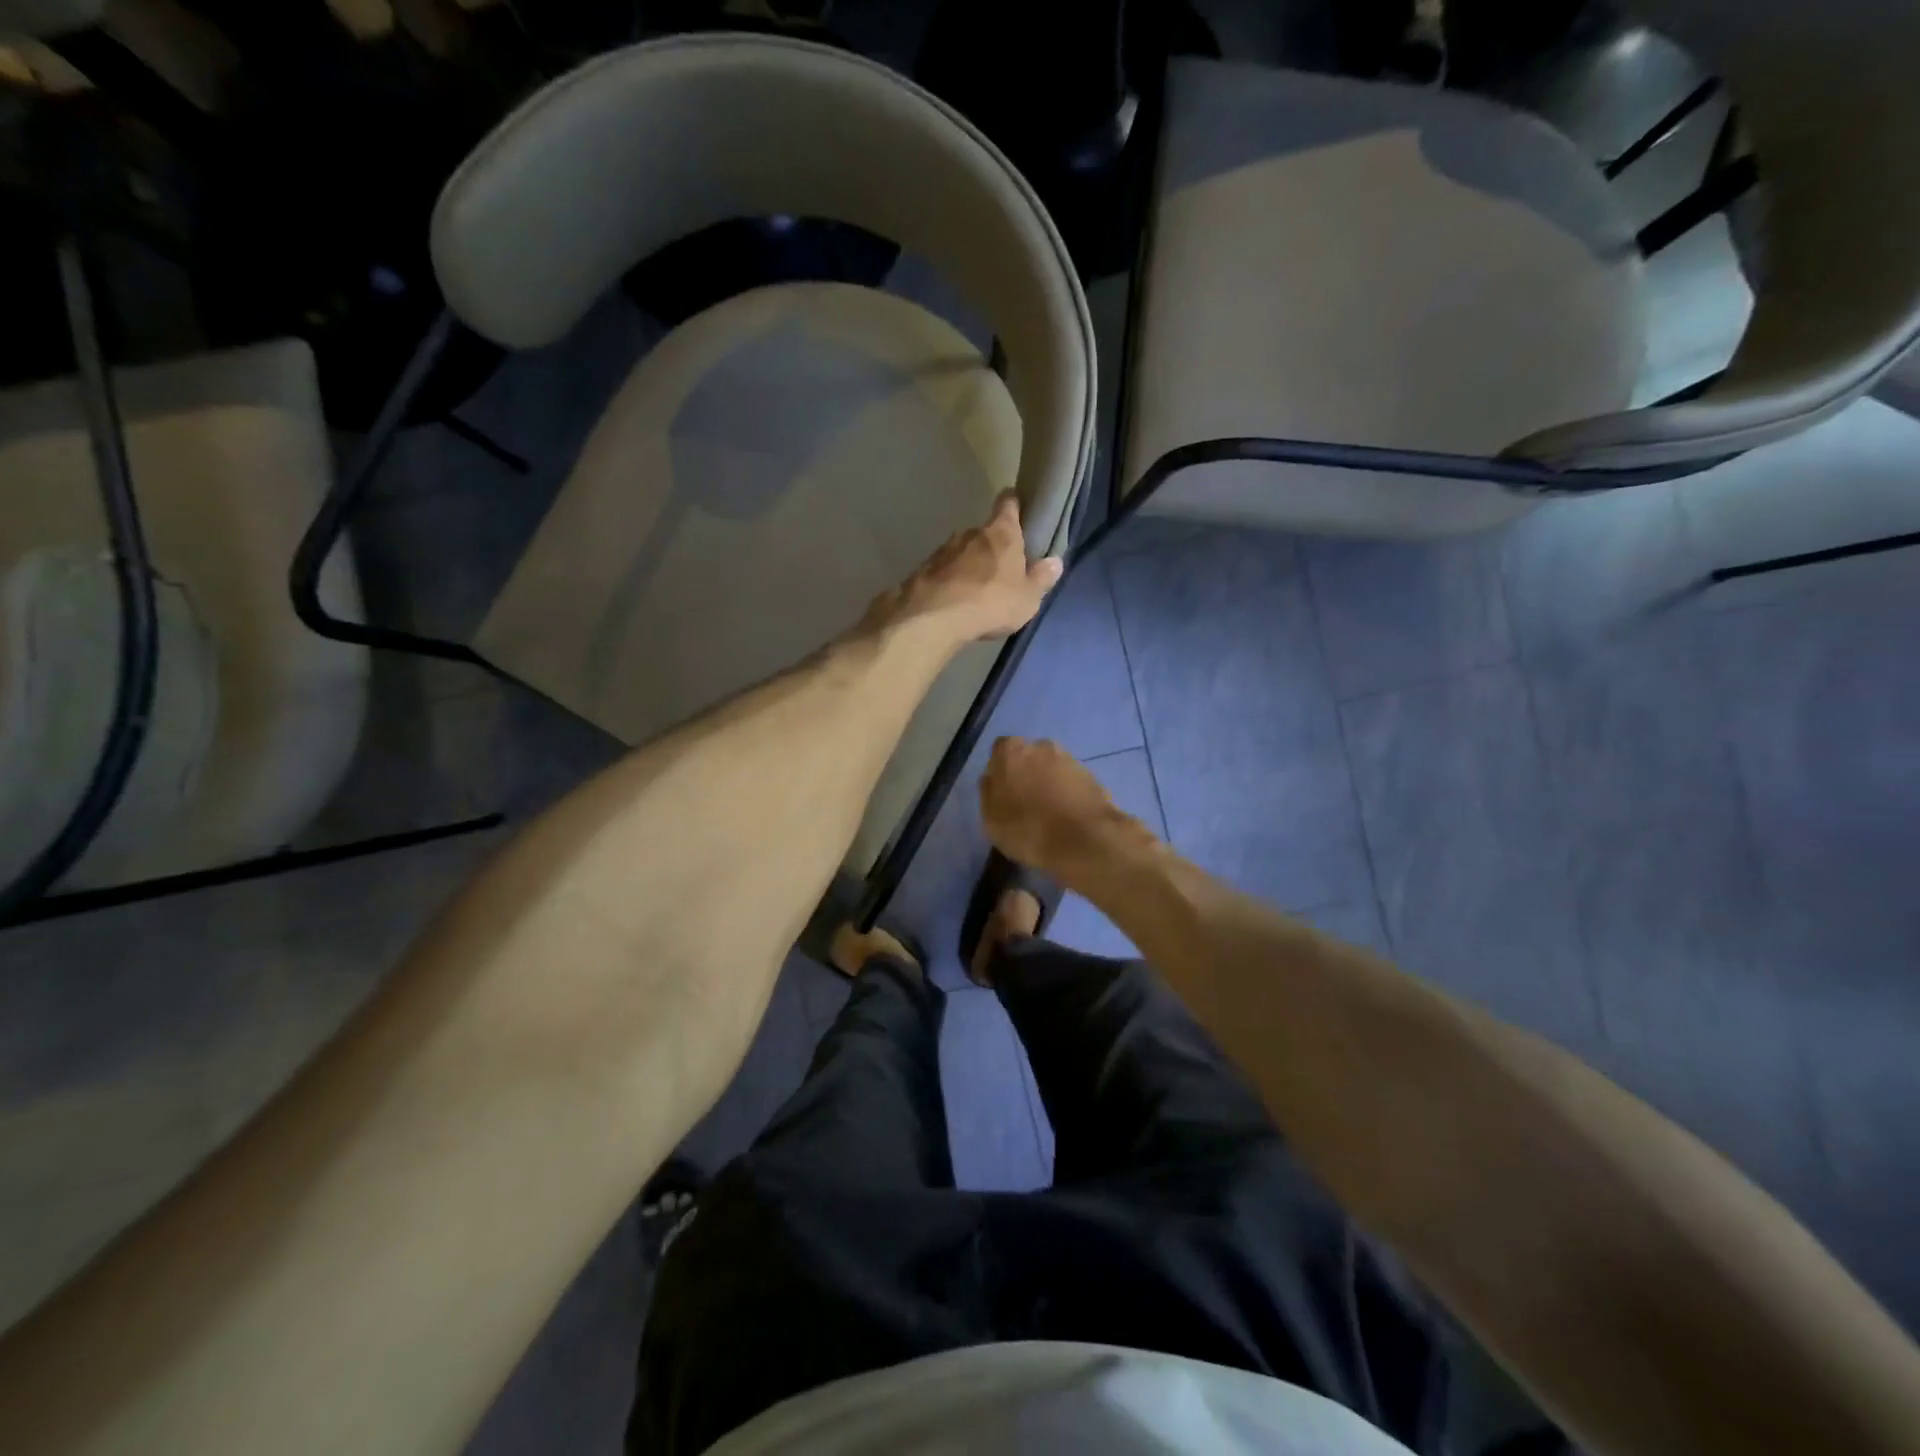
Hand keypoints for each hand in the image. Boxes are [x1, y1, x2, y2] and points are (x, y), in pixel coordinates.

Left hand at [860, 492, 1062, 645]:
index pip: (1008, 503)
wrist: (933, 617)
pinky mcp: (923, 569)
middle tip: (1000, 568)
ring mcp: (943, 549)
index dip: (1013, 503)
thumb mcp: (1027, 598)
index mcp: (1001, 533)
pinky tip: (952, 599)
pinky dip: (949, 580)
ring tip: (975, 589)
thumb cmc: (991, 602)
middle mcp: (970, 533)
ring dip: (968, 564)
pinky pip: (942, 570)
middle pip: (985, 531)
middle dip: (992, 546)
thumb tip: (1055, 561)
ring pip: (961, 551)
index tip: (1017, 506)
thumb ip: (1041, 579)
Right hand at [979, 736, 1129, 876]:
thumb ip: (989, 792)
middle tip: (1026, 804)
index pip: (1000, 751)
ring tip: (1049, 815)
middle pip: (1028, 757)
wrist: (1084, 840)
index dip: (1001, 772)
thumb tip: (993, 778)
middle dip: (1027, 774)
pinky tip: (1067, 818)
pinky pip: (1072, 783)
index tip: (1003, 794)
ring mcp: (1070, 759)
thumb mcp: (991, 819)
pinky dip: (1068, 795)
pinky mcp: (1093, 776)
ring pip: (1052, 769)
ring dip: (1049, 784)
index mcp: (1011, 751)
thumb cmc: (1027, 829)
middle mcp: (1041, 746)